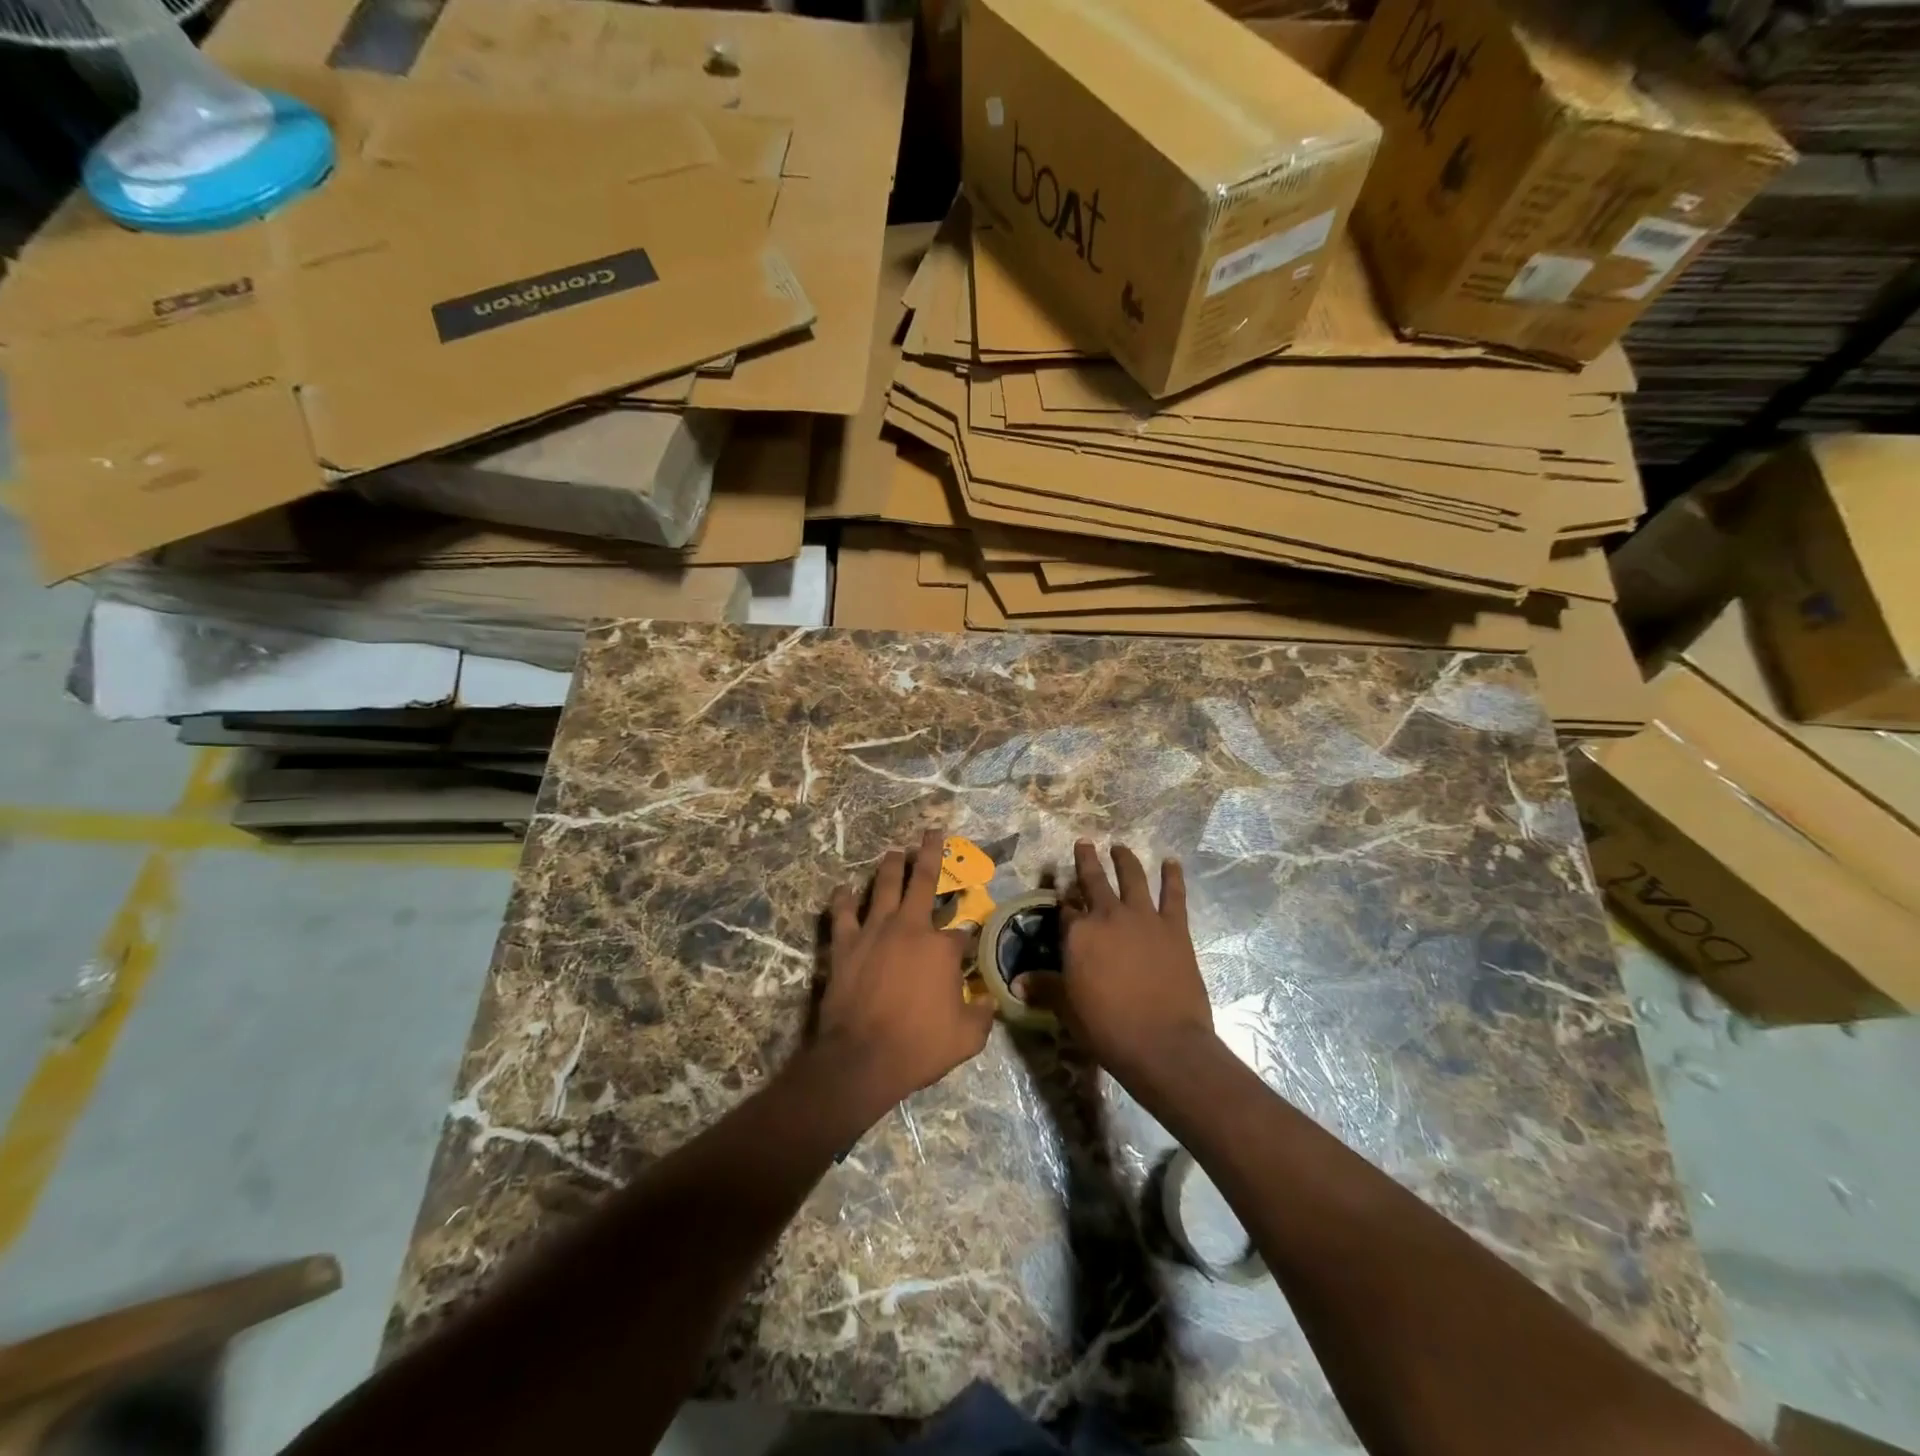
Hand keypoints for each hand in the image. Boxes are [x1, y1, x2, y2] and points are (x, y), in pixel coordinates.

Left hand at [815, 829, 995, 1119]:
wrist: (861, 1058)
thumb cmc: (917, 1047)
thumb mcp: (966, 1039)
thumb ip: (981, 1015)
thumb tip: (989, 1002)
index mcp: (942, 948)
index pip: (961, 931)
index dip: (966, 936)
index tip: (966, 944)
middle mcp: (910, 927)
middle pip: (923, 880)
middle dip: (931, 853)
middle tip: (932, 832)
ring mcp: (874, 931)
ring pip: (883, 886)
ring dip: (890, 866)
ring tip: (894, 851)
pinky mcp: (845, 943)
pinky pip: (843, 913)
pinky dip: (843, 899)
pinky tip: (844, 888)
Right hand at [1015, 841, 1215, 1082]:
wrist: (1162, 1043)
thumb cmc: (1107, 1027)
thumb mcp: (1067, 1009)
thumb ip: (1044, 988)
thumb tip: (1015, 983)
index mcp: (1078, 934)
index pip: (1065, 910)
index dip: (1062, 902)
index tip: (1060, 895)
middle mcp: (1108, 916)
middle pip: (1094, 881)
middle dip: (1086, 861)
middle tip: (1084, 843)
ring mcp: (1143, 918)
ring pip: (1132, 878)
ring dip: (1125, 860)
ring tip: (1120, 847)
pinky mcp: (1174, 927)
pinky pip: (1173, 894)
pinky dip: (1173, 876)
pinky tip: (1171, 862)